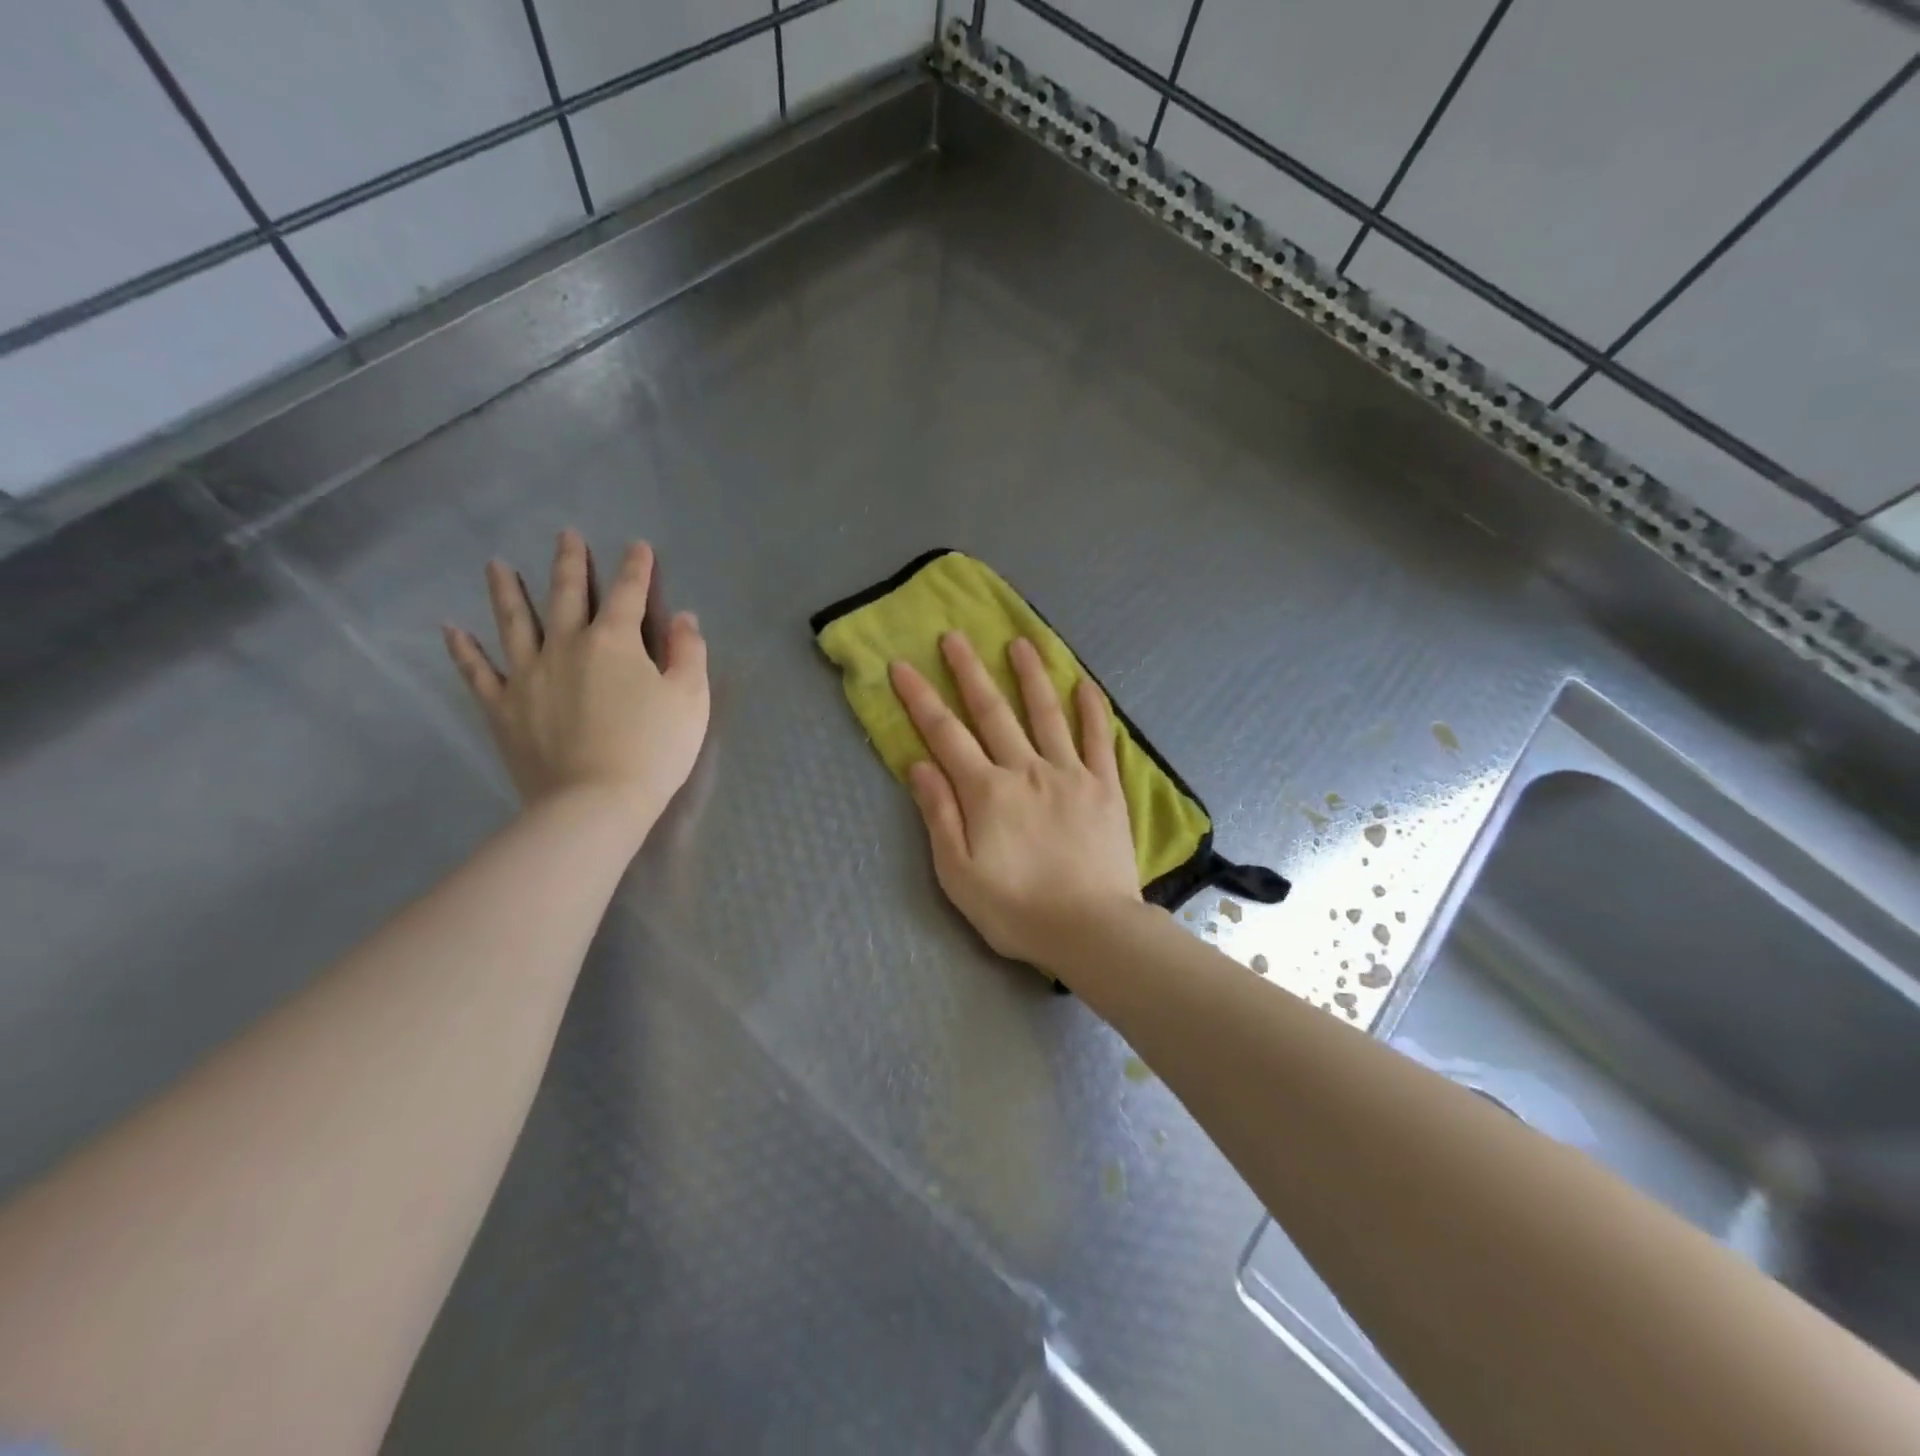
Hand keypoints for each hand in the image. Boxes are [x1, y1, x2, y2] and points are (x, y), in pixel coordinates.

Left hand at [444, 531, 708, 832]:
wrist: (594, 803)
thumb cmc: (653, 750)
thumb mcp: (690, 699)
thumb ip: (688, 653)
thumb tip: (683, 618)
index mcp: (616, 642)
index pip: (628, 593)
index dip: (636, 567)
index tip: (637, 546)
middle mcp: (566, 646)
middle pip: (566, 595)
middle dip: (570, 563)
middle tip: (565, 535)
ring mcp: (528, 675)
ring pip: (513, 622)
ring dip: (507, 591)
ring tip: (497, 564)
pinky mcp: (503, 708)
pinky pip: (477, 673)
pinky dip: (463, 650)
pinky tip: (451, 630)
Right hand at [890, 632, 1140, 972]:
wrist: (1091, 928)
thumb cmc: (1017, 909)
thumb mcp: (959, 874)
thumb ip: (939, 815)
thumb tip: (920, 765)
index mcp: (987, 792)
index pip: (945, 734)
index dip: (920, 698)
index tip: (902, 665)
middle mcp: (1026, 769)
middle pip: (993, 711)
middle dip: (969, 671)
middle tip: (955, 636)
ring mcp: (1070, 773)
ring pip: (1047, 713)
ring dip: (1031, 674)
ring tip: (1020, 642)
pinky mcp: (1105, 786)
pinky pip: (1099, 739)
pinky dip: (1092, 709)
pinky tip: (1085, 684)